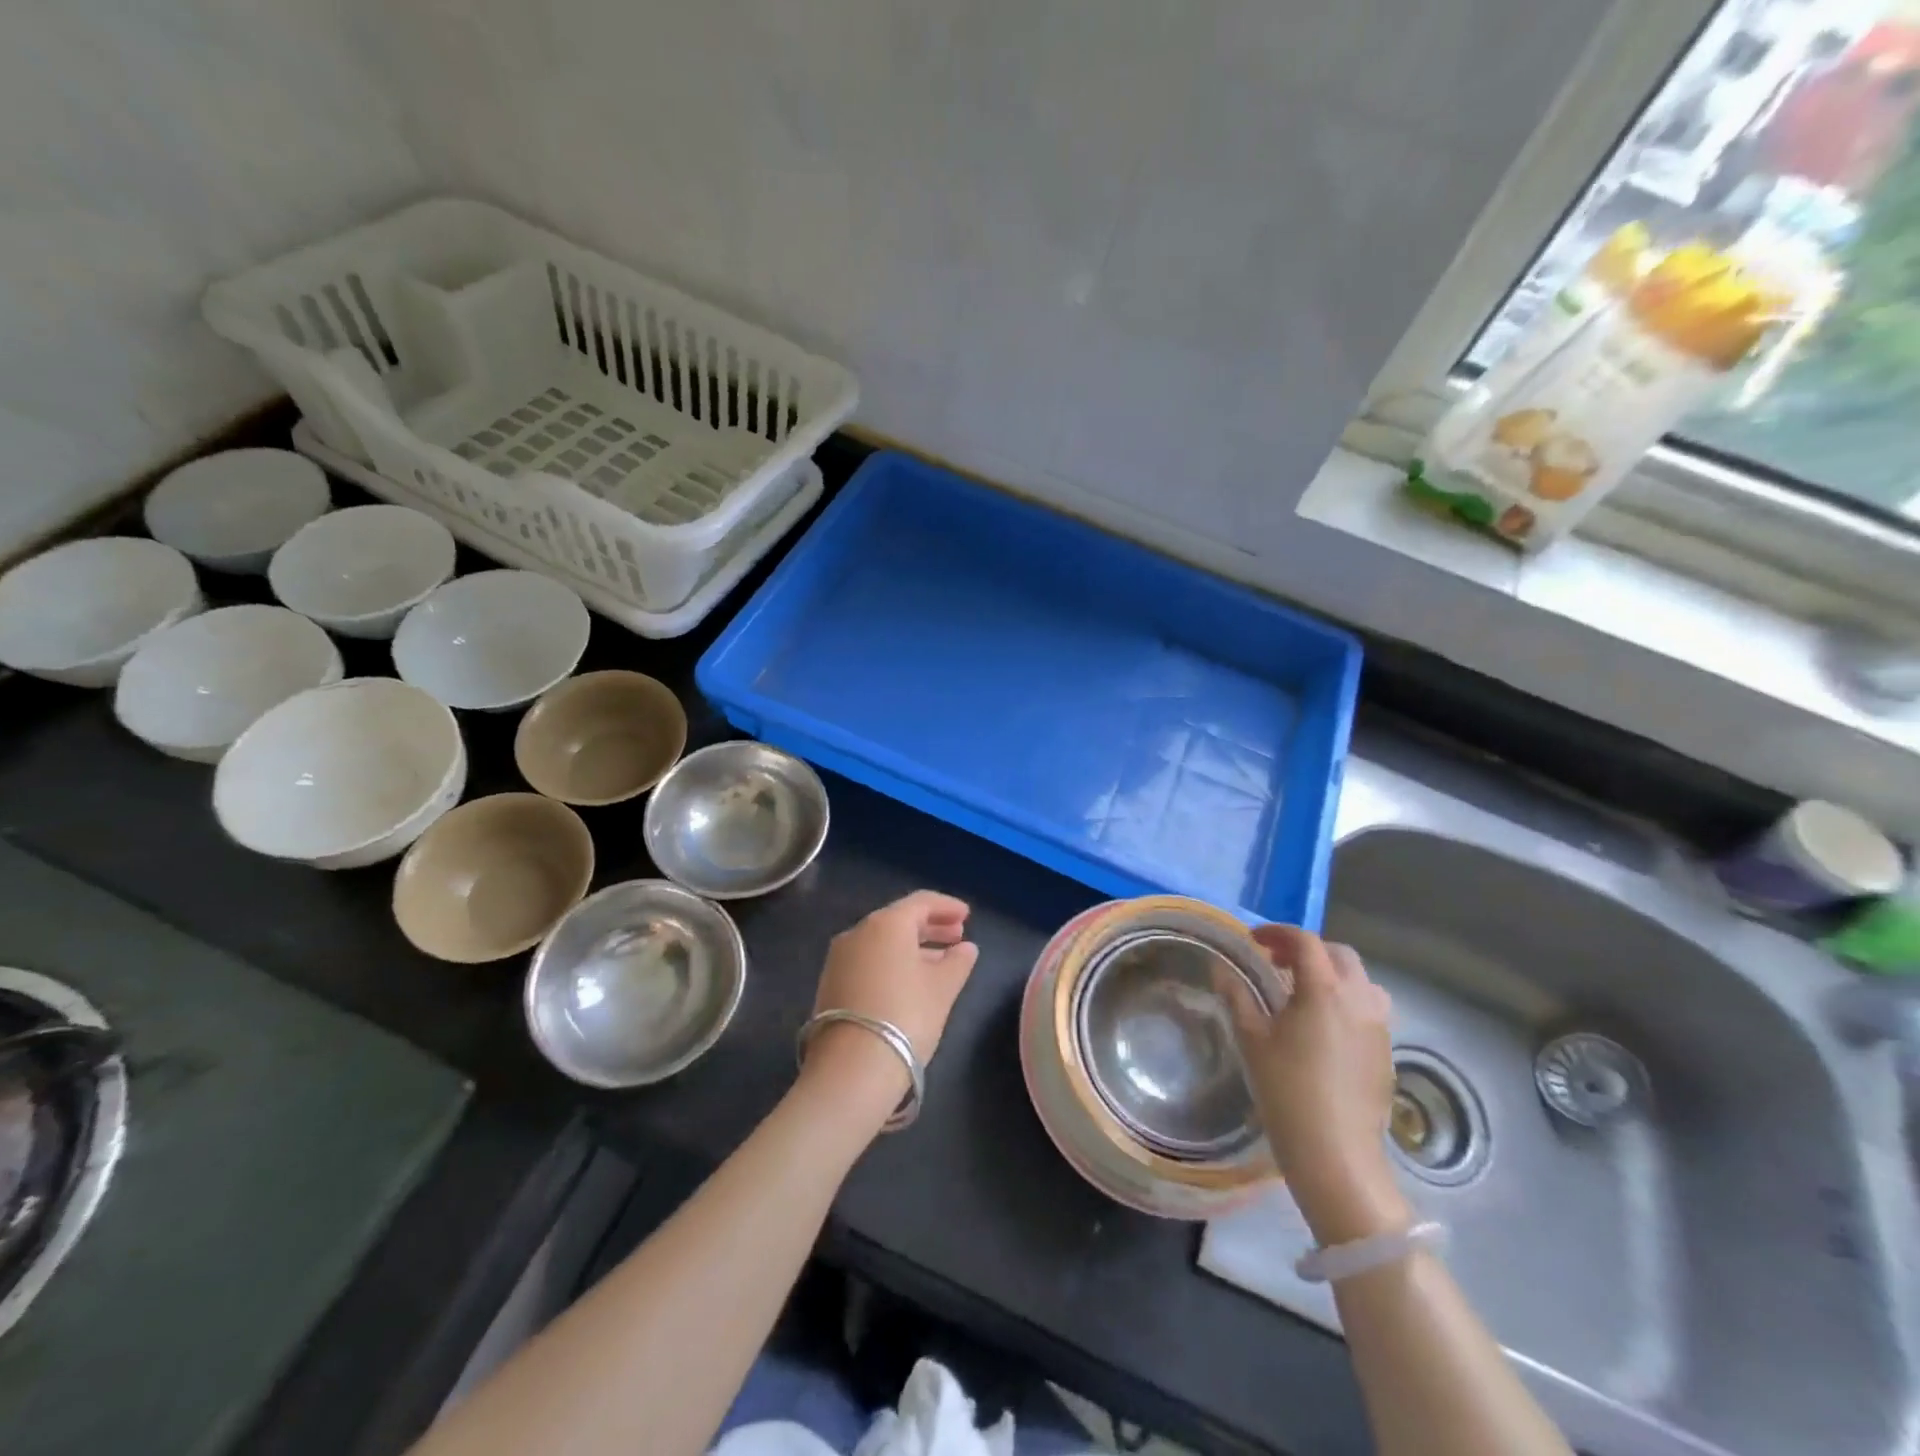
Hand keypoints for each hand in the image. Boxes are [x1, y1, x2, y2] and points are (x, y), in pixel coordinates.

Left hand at [800, 891, 979, 1122]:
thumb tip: (966, 948)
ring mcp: (840, 958)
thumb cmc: (906, 1017)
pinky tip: (910, 981)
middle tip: (957, 936)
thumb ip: (958, 962)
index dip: (947, 906)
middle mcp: (858, 932)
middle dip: (930, 926)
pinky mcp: (831, 983)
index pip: (921, 902)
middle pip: (899, 920)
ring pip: (882, 942)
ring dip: (913, 946)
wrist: (851, 1069)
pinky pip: (869, 960)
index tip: (968, 916)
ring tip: (940, 962)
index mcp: (886, 924)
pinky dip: (892, 962)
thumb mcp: (942, 988)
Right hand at [1221, 926, 1411, 1245]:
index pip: (1305, 941)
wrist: (1336, 1154)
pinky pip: (1369, 1008)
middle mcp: (1359, 999)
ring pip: (1360, 980)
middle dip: (1307, 950)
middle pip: (1338, 954)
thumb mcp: (1252, 1039)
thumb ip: (1236, 996)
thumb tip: (1219, 968)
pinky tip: (1322, 1026)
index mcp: (1324, 989)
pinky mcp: (1386, 1051)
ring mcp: (1379, 1026)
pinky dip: (1345, 1000)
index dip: (1277, 933)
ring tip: (1302, 992)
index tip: (1253, 940)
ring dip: (1331, 974)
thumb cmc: (1287, 1091)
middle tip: (1276, 963)